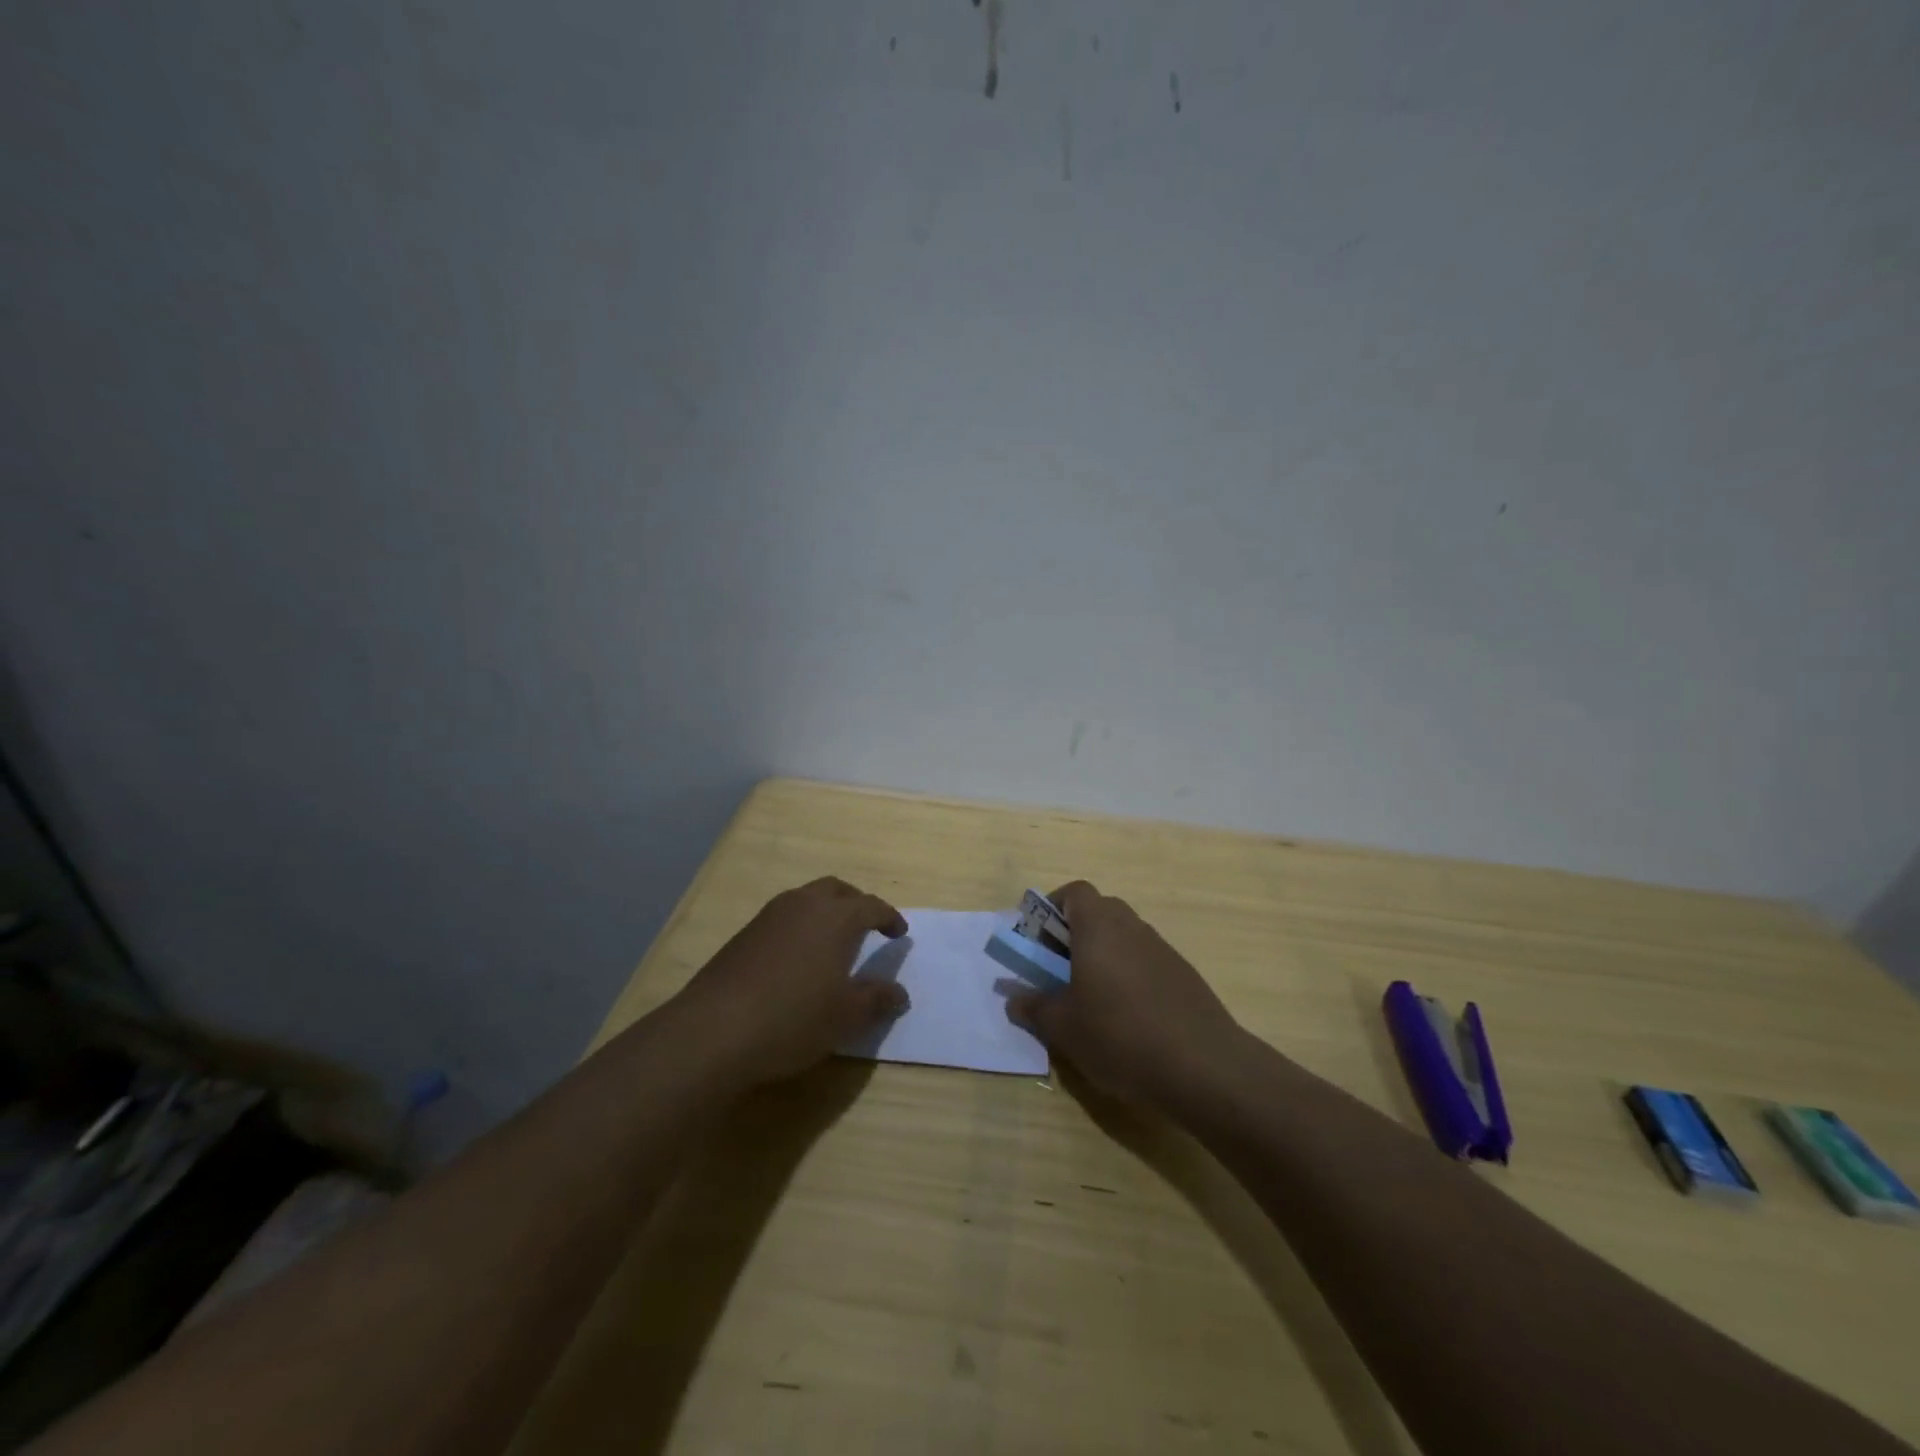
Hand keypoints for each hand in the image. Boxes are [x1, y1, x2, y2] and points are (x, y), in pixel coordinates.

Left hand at [671, 877, 910, 1084]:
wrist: (715, 1030)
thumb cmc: (794, 1018)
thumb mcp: (846, 1016)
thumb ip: (877, 1000)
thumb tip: (900, 994)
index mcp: (836, 918)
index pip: (871, 906)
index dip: (889, 918)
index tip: (899, 933)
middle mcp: (804, 905)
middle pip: (837, 890)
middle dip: (856, 903)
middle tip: (867, 926)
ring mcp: (769, 917)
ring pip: (806, 899)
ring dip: (824, 912)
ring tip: (832, 941)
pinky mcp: (743, 935)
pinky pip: (782, 918)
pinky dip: (799, 927)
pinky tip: (796, 959)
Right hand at [1006, 881, 1239, 1106]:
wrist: (1204, 1067)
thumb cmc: (1120, 1035)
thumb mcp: (1063, 1027)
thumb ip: (1033, 1007)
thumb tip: (1013, 998)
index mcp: (1099, 925)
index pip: (1073, 892)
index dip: (1051, 908)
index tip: (1037, 940)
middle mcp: (1132, 926)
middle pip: (1098, 912)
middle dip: (1073, 935)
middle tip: (1057, 971)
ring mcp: (1162, 950)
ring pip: (1122, 939)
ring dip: (1101, 958)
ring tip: (1089, 1001)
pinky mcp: (1184, 976)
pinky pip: (1145, 963)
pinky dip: (1128, 977)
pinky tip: (1125, 1020)